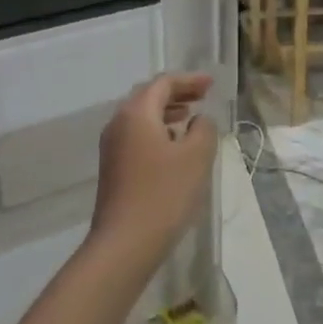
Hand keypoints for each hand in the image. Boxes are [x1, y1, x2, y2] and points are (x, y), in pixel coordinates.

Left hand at [90, 74, 219, 265]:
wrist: (125, 242)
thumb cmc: (164, 193)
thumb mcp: (196, 157)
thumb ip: (203, 129)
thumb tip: (199, 120)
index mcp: (136, 113)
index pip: (163, 83)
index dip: (189, 80)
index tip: (211, 84)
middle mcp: (118, 123)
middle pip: (148, 97)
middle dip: (176, 94)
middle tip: (202, 96)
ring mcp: (112, 147)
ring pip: (141, 117)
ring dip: (166, 113)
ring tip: (190, 119)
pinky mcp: (113, 168)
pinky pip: (137, 136)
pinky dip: (157, 131)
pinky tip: (174, 147)